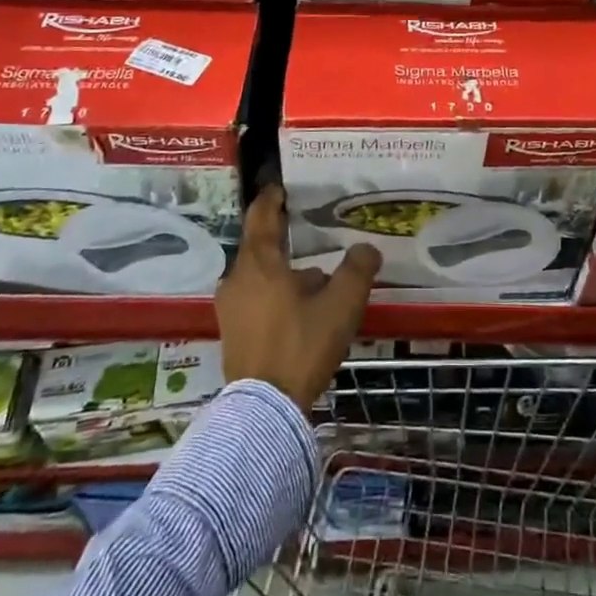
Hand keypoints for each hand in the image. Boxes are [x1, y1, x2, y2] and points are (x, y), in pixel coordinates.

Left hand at [217, 184, 380, 409]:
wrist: (265, 408)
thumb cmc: (302, 344)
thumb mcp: (341, 304)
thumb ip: (357, 270)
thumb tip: (366, 248)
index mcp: (259, 262)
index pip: (261, 216)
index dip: (271, 198)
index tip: (280, 187)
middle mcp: (237, 278)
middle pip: (259, 246)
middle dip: (282, 238)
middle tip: (306, 232)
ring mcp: (229, 307)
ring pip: (258, 275)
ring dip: (281, 271)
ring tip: (312, 277)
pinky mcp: (231, 332)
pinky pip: (254, 298)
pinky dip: (273, 293)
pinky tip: (298, 309)